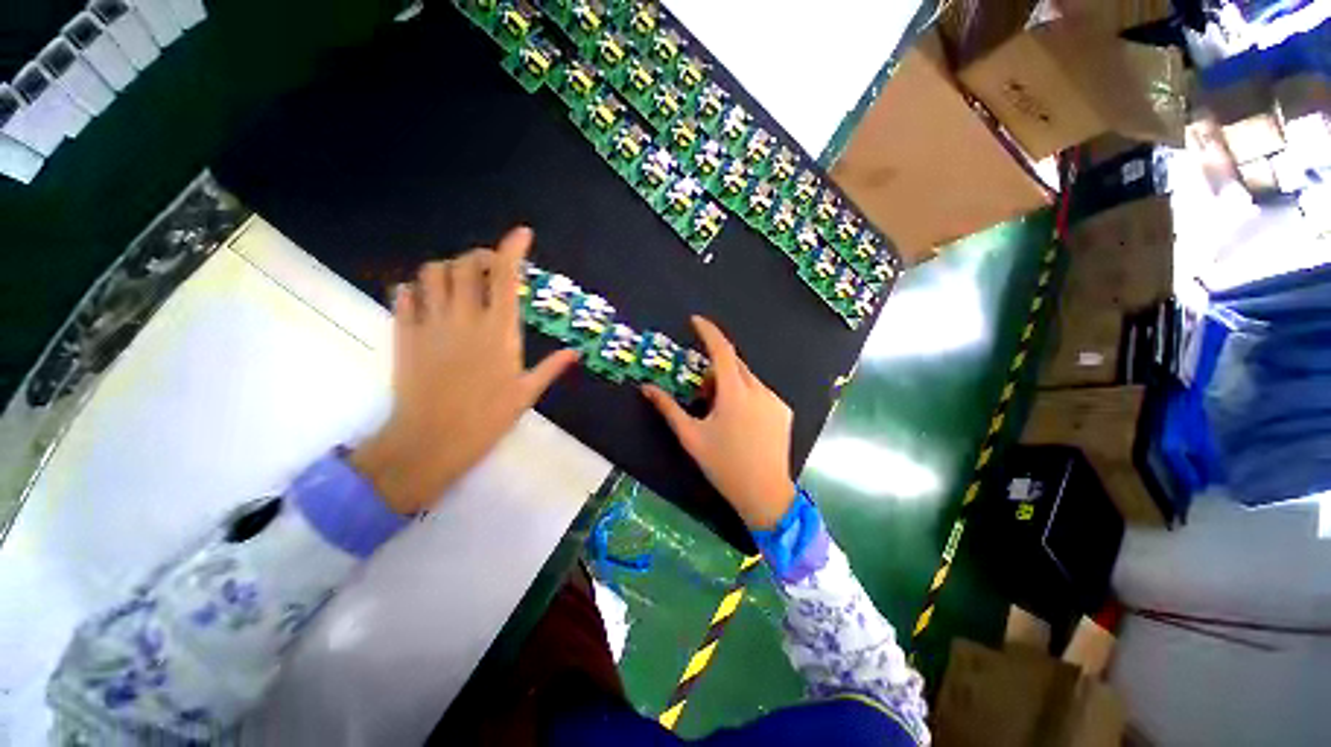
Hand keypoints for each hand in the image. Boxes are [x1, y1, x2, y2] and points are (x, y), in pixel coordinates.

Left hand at [351, 226, 578, 514]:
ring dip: (446, 269)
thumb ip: (551, 367)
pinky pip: (403, 296)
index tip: (522, 234)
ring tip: (457, 283)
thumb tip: (575, 353)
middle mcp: (465, 318)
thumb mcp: (527, 393)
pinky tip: (425, 301)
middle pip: (466, 265)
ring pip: (431, 273)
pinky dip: (415, 289)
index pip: (506, 277)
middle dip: (479, 257)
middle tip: (489, 269)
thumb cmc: (487, 418)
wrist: (432, 440)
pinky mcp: (404, 335)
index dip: (513, 249)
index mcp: (499, 331)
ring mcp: (430, 324)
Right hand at [641, 316, 795, 529]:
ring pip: (747, 379)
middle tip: (702, 394)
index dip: (708, 331)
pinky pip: (760, 392)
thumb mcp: (691, 436)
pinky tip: (742, 422)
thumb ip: (668, 408)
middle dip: (715, 370)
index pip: (721, 350)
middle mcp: (758, 390)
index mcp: (734, 393)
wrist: (765, 493)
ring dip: (730, 384)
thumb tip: (646, 388)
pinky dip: (746, 395)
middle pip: (733, 364)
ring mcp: (775, 400)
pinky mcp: (784, 411)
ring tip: (721, 413)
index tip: (696, 320)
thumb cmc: (723, 465)